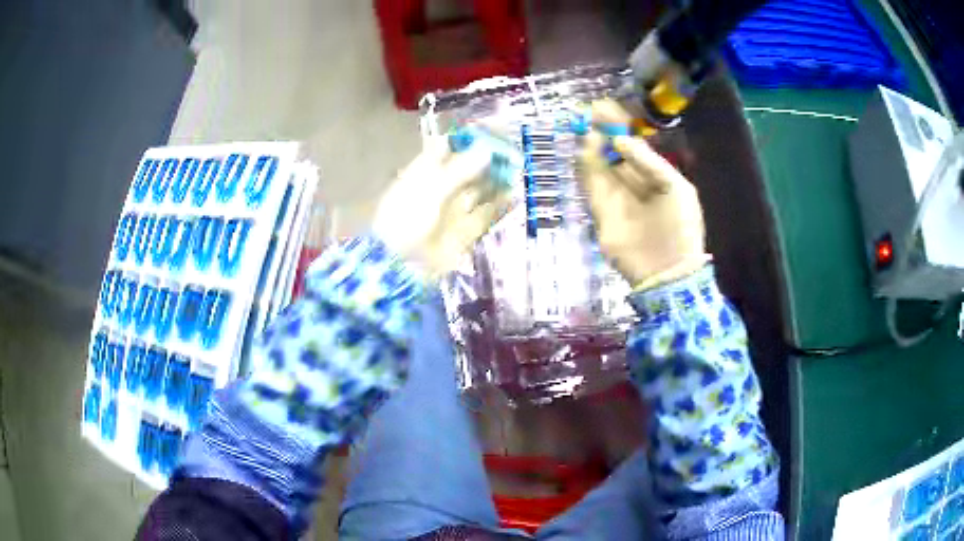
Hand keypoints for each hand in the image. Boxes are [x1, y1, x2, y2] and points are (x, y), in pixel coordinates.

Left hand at [373, 132, 513, 280]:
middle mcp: (439, 190)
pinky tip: (515, 194)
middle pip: (467, 169)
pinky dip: (500, 205)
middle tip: (512, 150)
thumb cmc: (407, 219)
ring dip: (497, 180)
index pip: (447, 148)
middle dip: (488, 159)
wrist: (398, 266)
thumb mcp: (431, 188)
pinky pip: (485, 215)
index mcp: (423, 173)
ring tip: (518, 169)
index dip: (469, 139)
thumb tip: (487, 149)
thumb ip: (460, 169)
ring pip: (479, 191)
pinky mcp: (465, 233)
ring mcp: (452, 212)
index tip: (492, 132)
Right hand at [577, 100, 708, 288]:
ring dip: (591, 147)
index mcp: (655, 176)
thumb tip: (621, 141)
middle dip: (601, 132)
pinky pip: (591, 186)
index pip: (632, 145)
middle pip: (612, 152)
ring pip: (598, 166)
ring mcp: (616, 198)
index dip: (619, 126)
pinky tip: (583, 150)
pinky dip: (585, 168)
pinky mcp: (601, 213)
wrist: (668, 270)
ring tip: (584, 126)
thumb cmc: (681, 228)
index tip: (604, 107)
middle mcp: (633, 183)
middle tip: (588, 111)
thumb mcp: (676, 188)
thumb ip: (649, 163)